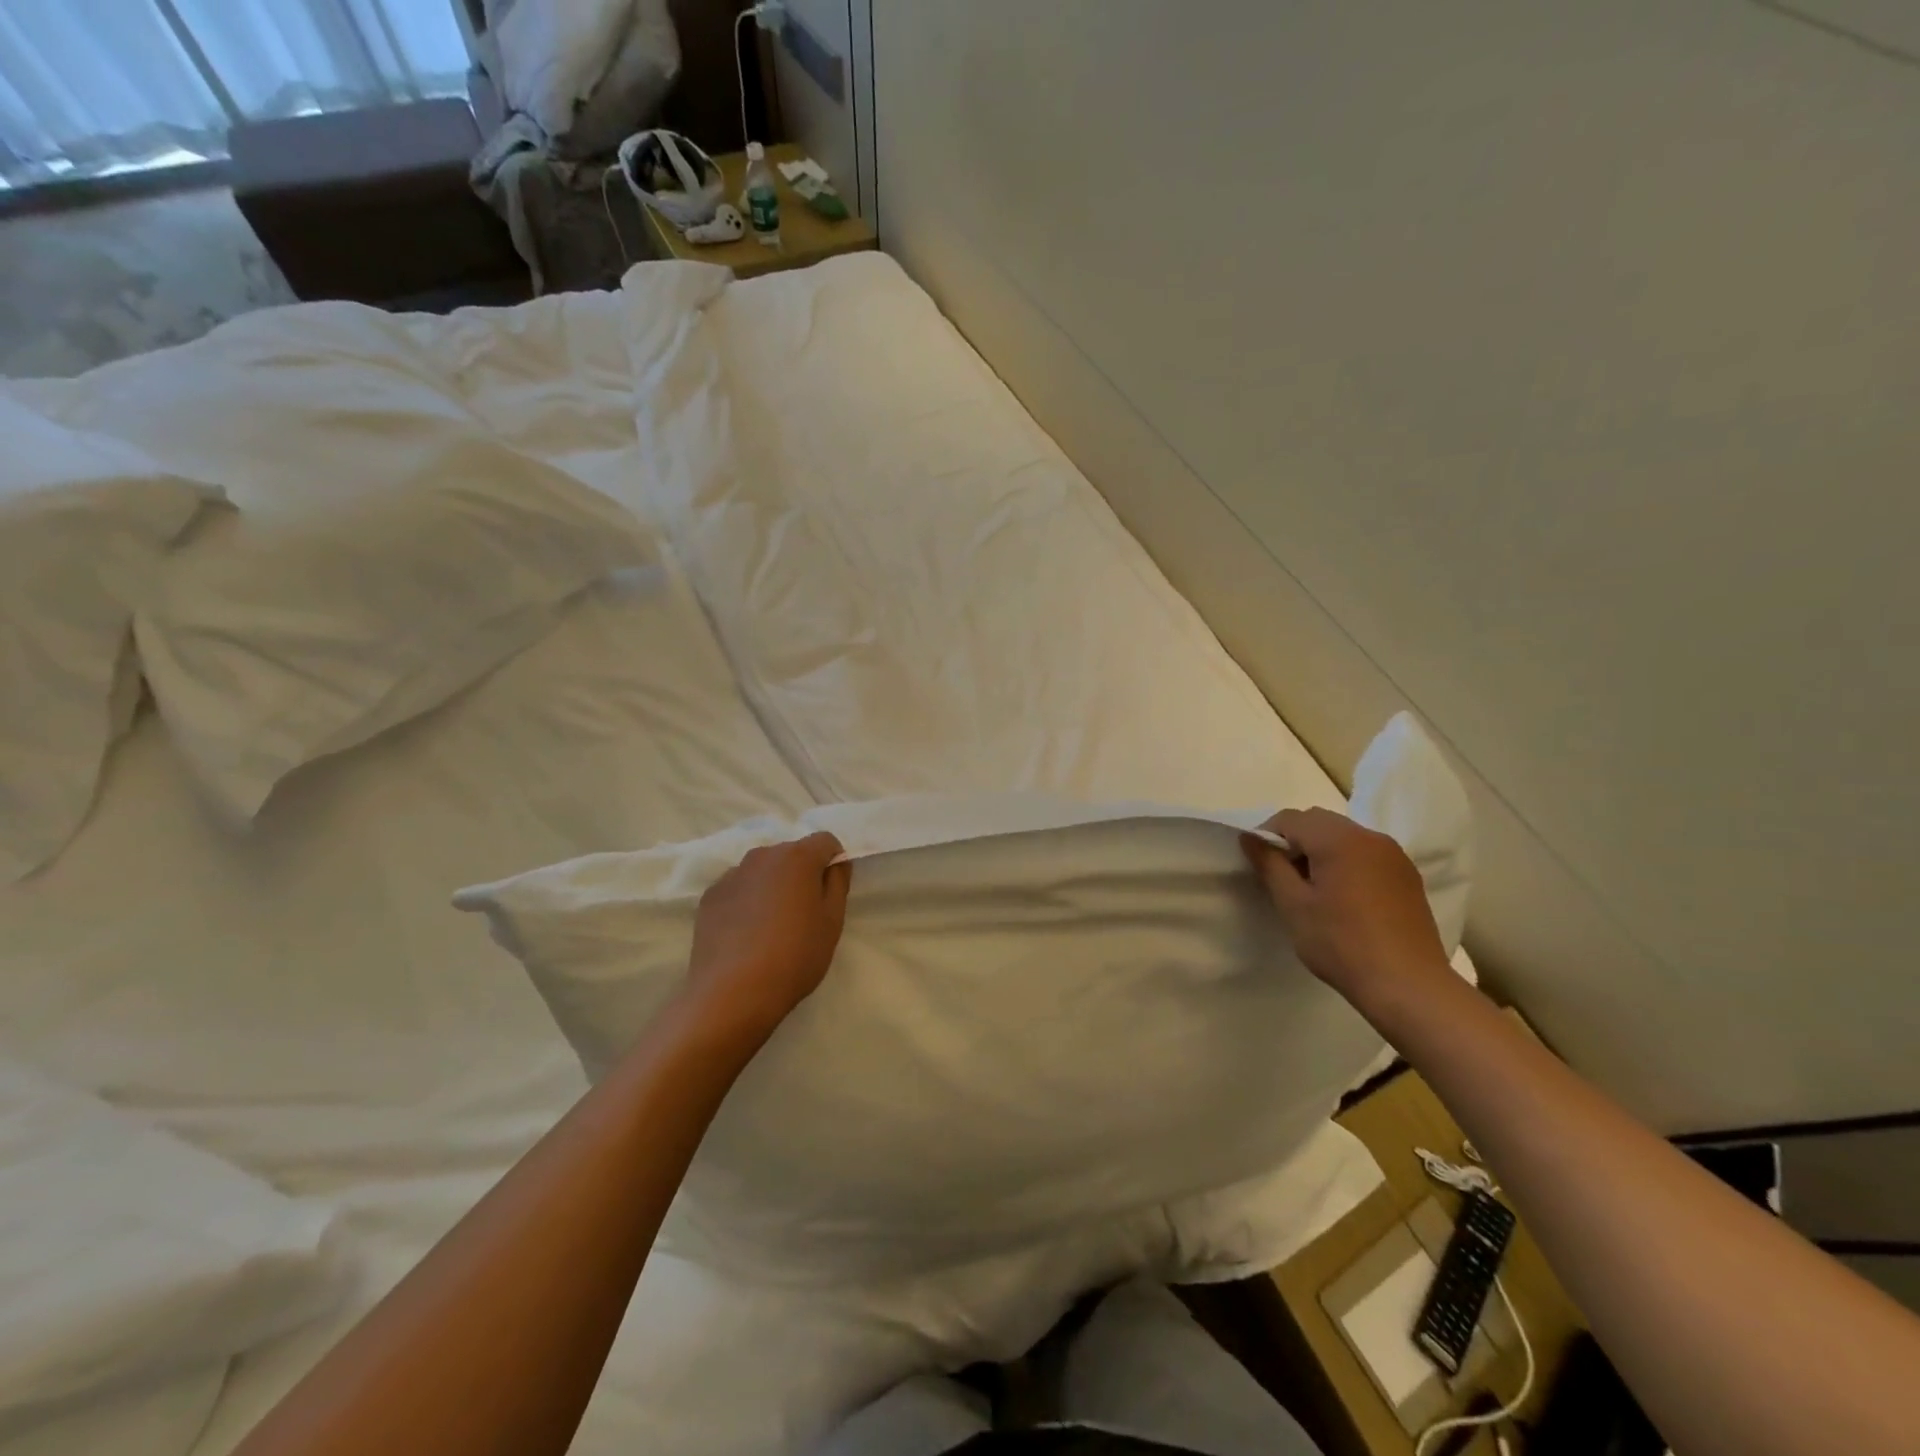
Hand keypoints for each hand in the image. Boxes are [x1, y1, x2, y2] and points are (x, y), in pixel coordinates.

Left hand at [686, 832, 851, 1037]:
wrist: (732, 993)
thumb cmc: (794, 955)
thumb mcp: (832, 921)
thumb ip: (838, 883)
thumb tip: (836, 863)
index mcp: (797, 857)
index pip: (825, 841)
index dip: (833, 861)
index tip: (831, 892)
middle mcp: (762, 855)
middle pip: (791, 853)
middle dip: (801, 873)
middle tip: (804, 913)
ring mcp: (732, 874)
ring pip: (763, 870)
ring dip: (772, 886)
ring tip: (772, 926)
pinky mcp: (710, 896)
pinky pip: (738, 888)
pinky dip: (747, 900)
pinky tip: (746, 934)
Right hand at [1240, 807, 1450, 1009]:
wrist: (1408, 986)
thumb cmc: (1341, 944)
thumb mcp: (1293, 905)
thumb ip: (1269, 864)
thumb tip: (1249, 837)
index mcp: (1338, 839)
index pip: (1290, 818)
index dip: (1267, 836)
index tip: (1261, 866)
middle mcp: (1369, 837)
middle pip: (1319, 822)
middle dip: (1295, 841)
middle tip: (1285, 878)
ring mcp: (1394, 855)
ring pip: (1344, 836)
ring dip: (1321, 851)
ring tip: (1315, 890)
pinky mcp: (1408, 876)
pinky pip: (1367, 854)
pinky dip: (1347, 863)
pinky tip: (1345, 899)